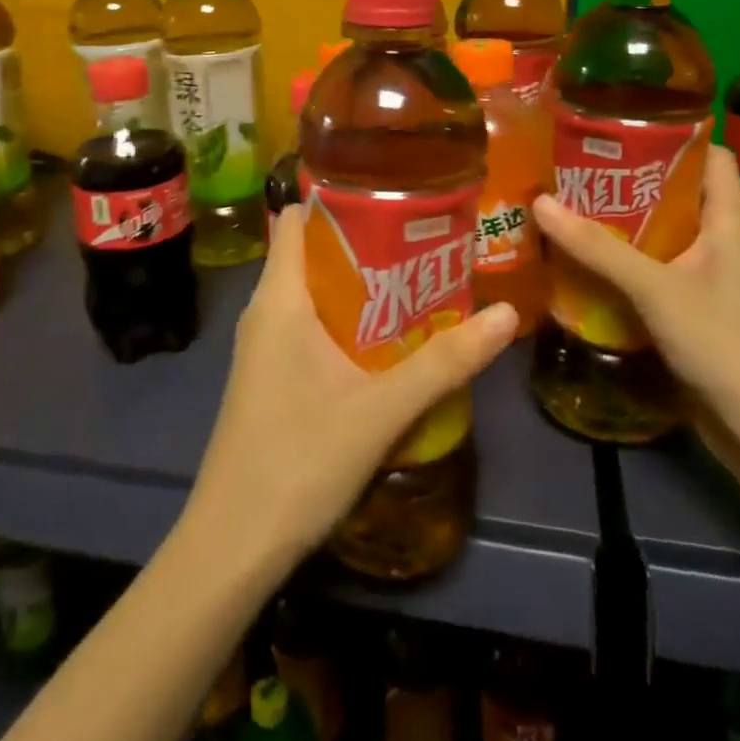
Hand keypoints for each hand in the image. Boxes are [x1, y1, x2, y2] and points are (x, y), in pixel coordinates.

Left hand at [187, 207, 519, 569]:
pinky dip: (343, 320)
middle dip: (363, 243)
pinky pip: (305, 325)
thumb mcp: (382, 410)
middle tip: (421, 241)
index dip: (338, 200)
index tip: (392, 196)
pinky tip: (384, 341)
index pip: (297, 218)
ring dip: (357, 285)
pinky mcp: (268, 375)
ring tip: (415, 282)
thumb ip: (445, 362)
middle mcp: (264, 310)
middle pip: (310, 252)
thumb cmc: (299, 460)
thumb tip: (507, 314)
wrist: (233, 544)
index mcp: (279, 297)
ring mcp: (262, 345)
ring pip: (310, 292)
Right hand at [532, 144, 739, 463]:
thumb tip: (539, 202)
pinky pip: (649, 273)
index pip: (711, 157)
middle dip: (626, 179)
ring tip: (564, 203)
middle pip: (674, 194)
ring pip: (657, 236)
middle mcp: (719, 244)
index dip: (674, 134)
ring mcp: (705, 280)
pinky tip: (577, 260)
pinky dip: (617, 264)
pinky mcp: (689, 313)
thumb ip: (598, 247)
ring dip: (616, 224)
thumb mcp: (657, 289)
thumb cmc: (726, 346)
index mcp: (729, 223)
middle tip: (571, 162)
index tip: (620, 121)